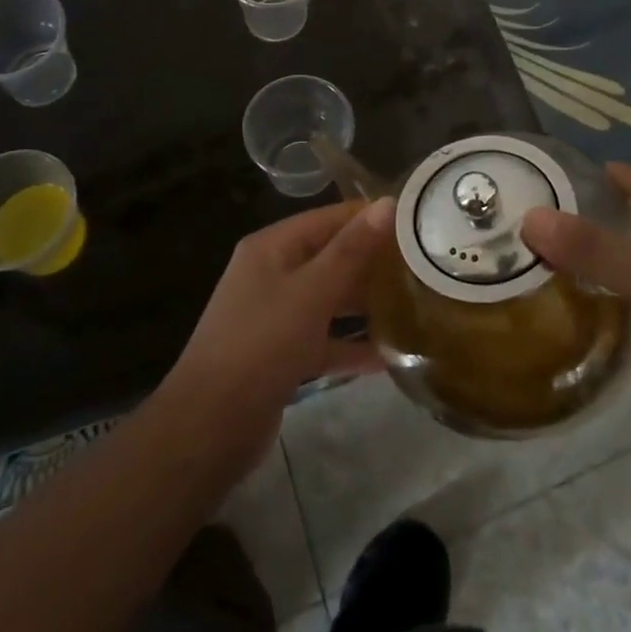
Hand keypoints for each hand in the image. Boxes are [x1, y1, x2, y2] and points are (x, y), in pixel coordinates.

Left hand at [166, 196, 395, 456]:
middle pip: (329, 257)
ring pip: (328, 299)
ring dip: (364, 303)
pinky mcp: (281, 356)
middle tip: (422, 264)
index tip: (416, 222)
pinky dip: (350, 345)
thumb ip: (351, 250)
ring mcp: (275, 316)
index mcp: (272, 248)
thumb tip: (388, 203)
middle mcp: (271, 274)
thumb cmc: (261, 345)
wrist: (208, 428)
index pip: (328, 218)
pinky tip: (389, 356)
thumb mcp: (311, 293)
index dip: (369, 217)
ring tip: (413, 303)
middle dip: (371, 261)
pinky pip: (324, 340)